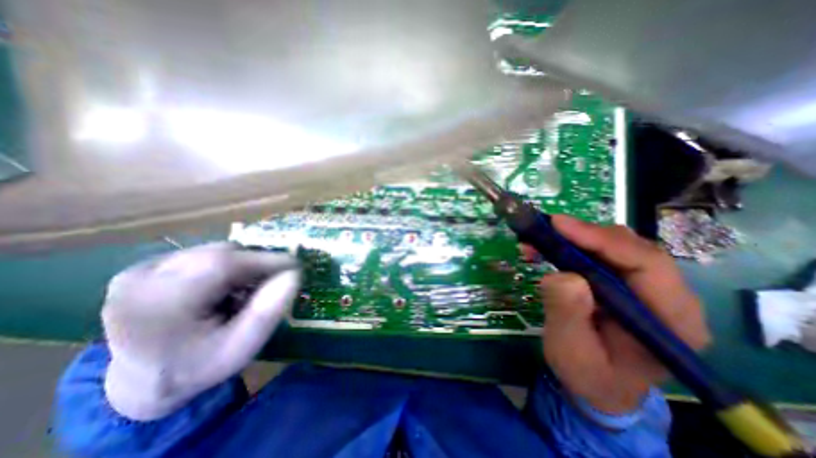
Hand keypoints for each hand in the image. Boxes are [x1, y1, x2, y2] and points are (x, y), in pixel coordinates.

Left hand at [102, 244, 298, 417]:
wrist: (139, 383)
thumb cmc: (197, 368)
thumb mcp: (240, 349)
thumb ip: (267, 312)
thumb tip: (293, 275)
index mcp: (159, 306)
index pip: (223, 264)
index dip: (265, 260)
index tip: (295, 265)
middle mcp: (141, 280)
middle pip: (220, 254)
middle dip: (254, 264)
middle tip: (270, 284)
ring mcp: (139, 270)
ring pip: (214, 251)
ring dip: (239, 265)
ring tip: (242, 290)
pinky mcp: (144, 267)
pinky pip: (202, 254)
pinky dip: (223, 266)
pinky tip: (220, 288)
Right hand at [541, 217, 707, 413]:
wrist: (598, 386)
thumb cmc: (588, 375)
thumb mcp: (571, 352)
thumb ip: (568, 314)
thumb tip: (563, 275)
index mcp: (671, 321)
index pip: (647, 264)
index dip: (602, 240)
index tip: (559, 226)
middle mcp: (667, 297)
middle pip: (632, 248)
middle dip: (584, 234)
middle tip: (545, 229)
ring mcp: (646, 288)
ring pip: (614, 246)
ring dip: (575, 238)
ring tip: (540, 240)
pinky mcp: (623, 282)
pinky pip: (600, 254)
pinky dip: (571, 246)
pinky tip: (548, 249)